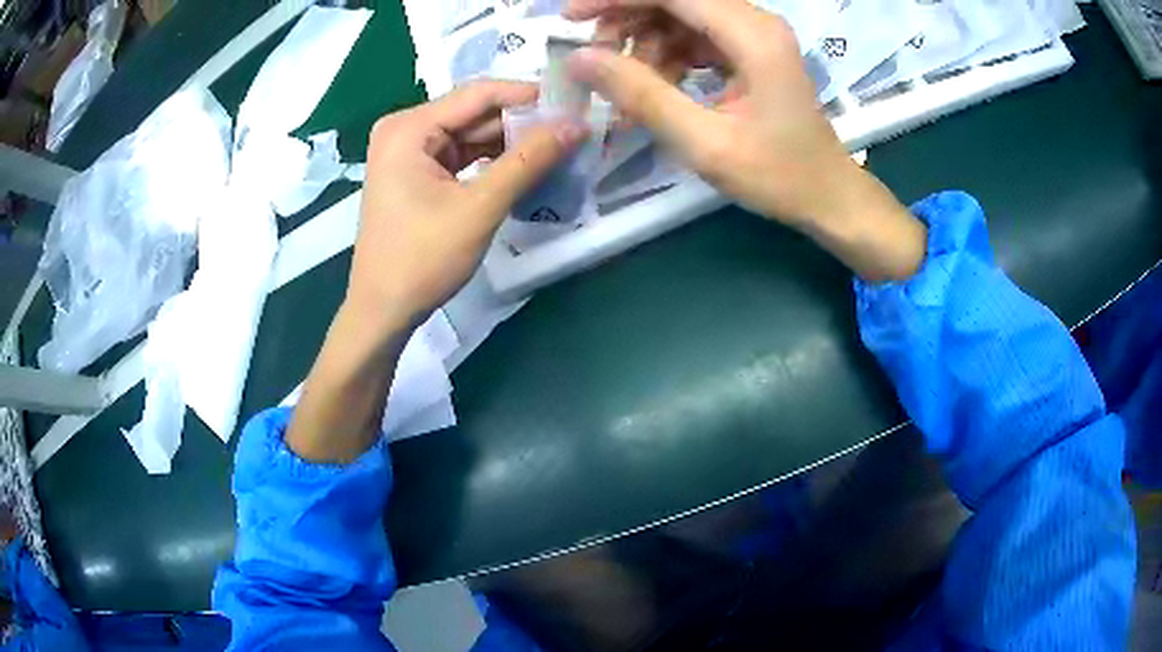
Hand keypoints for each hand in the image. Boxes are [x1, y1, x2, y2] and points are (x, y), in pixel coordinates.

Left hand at [348, 81, 587, 333]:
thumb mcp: (479, 207)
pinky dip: (492, 161)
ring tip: (559, 146)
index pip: (479, 93)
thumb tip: (576, 124)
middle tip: (574, 128)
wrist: (383, 311)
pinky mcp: (416, 173)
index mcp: (409, 127)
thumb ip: (528, 161)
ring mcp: (408, 152)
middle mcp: (405, 129)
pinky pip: (461, 155)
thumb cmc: (422, 259)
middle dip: (523, 122)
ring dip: (511, 142)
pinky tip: (526, 166)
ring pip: (471, 134)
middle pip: (474, 113)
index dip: (529, 95)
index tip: (574, 103)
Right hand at [565, 0, 926, 280]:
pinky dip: (668, 56)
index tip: (571, 18)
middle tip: (595, 59)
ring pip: (682, 16)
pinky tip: (657, 87)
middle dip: (627, 20)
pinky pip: (696, 37)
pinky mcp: (751, 51)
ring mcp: (755, 35)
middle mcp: (756, 22)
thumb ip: (642, 96)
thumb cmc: (778, 176)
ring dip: (646, 42)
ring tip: (628, 86)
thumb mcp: (705, 143)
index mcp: (753, 36)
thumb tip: (580, 59)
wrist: (828, 196)